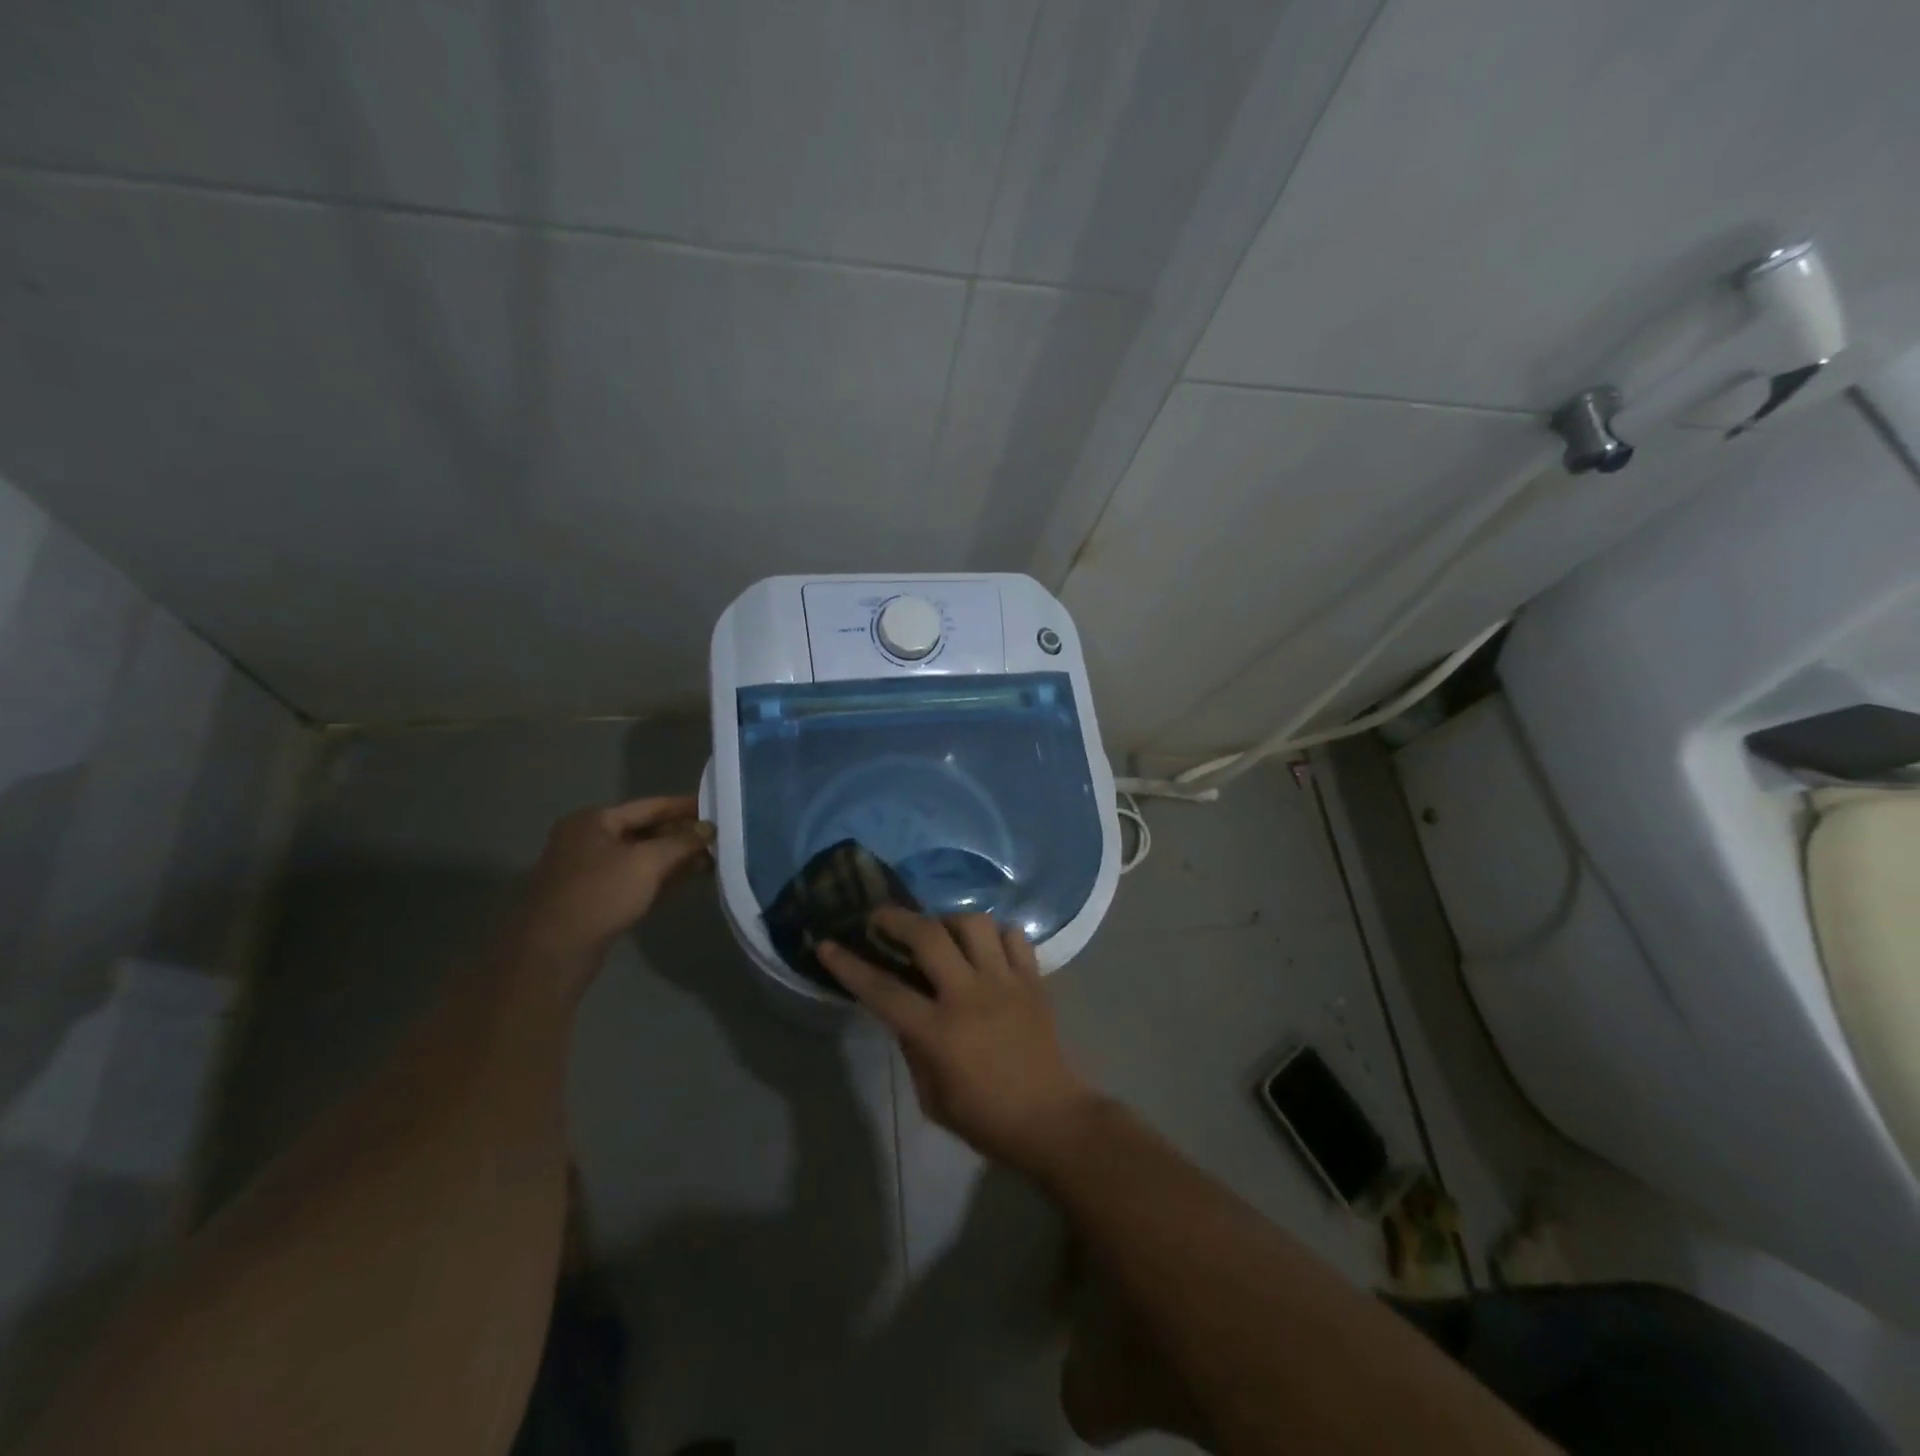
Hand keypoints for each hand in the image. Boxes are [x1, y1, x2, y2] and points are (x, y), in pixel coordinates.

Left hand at [508, 796, 713, 989]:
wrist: (553, 952)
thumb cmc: (599, 894)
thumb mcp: (647, 862)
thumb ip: (681, 842)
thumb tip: (709, 828)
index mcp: (594, 820)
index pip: (650, 806)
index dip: (685, 807)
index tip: (716, 808)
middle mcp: (588, 839)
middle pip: (645, 830)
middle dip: (681, 836)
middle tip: (718, 839)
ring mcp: (588, 870)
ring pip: (640, 857)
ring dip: (674, 859)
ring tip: (710, 861)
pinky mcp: (593, 898)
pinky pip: (633, 878)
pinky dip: (659, 878)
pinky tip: (685, 882)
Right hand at [820, 909, 1102, 1173]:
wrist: (1051, 1119)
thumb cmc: (985, 1118)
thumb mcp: (932, 1096)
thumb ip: (912, 1047)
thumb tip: (902, 1009)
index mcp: (939, 1032)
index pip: (883, 989)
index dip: (849, 965)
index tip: (827, 944)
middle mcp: (970, 995)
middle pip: (929, 936)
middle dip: (897, 918)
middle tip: (880, 917)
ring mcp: (1006, 982)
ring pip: (974, 924)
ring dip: (949, 920)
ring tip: (940, 931)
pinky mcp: (1033, 980)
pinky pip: (1014, 936)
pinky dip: (996, 934)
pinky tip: (985, 948)